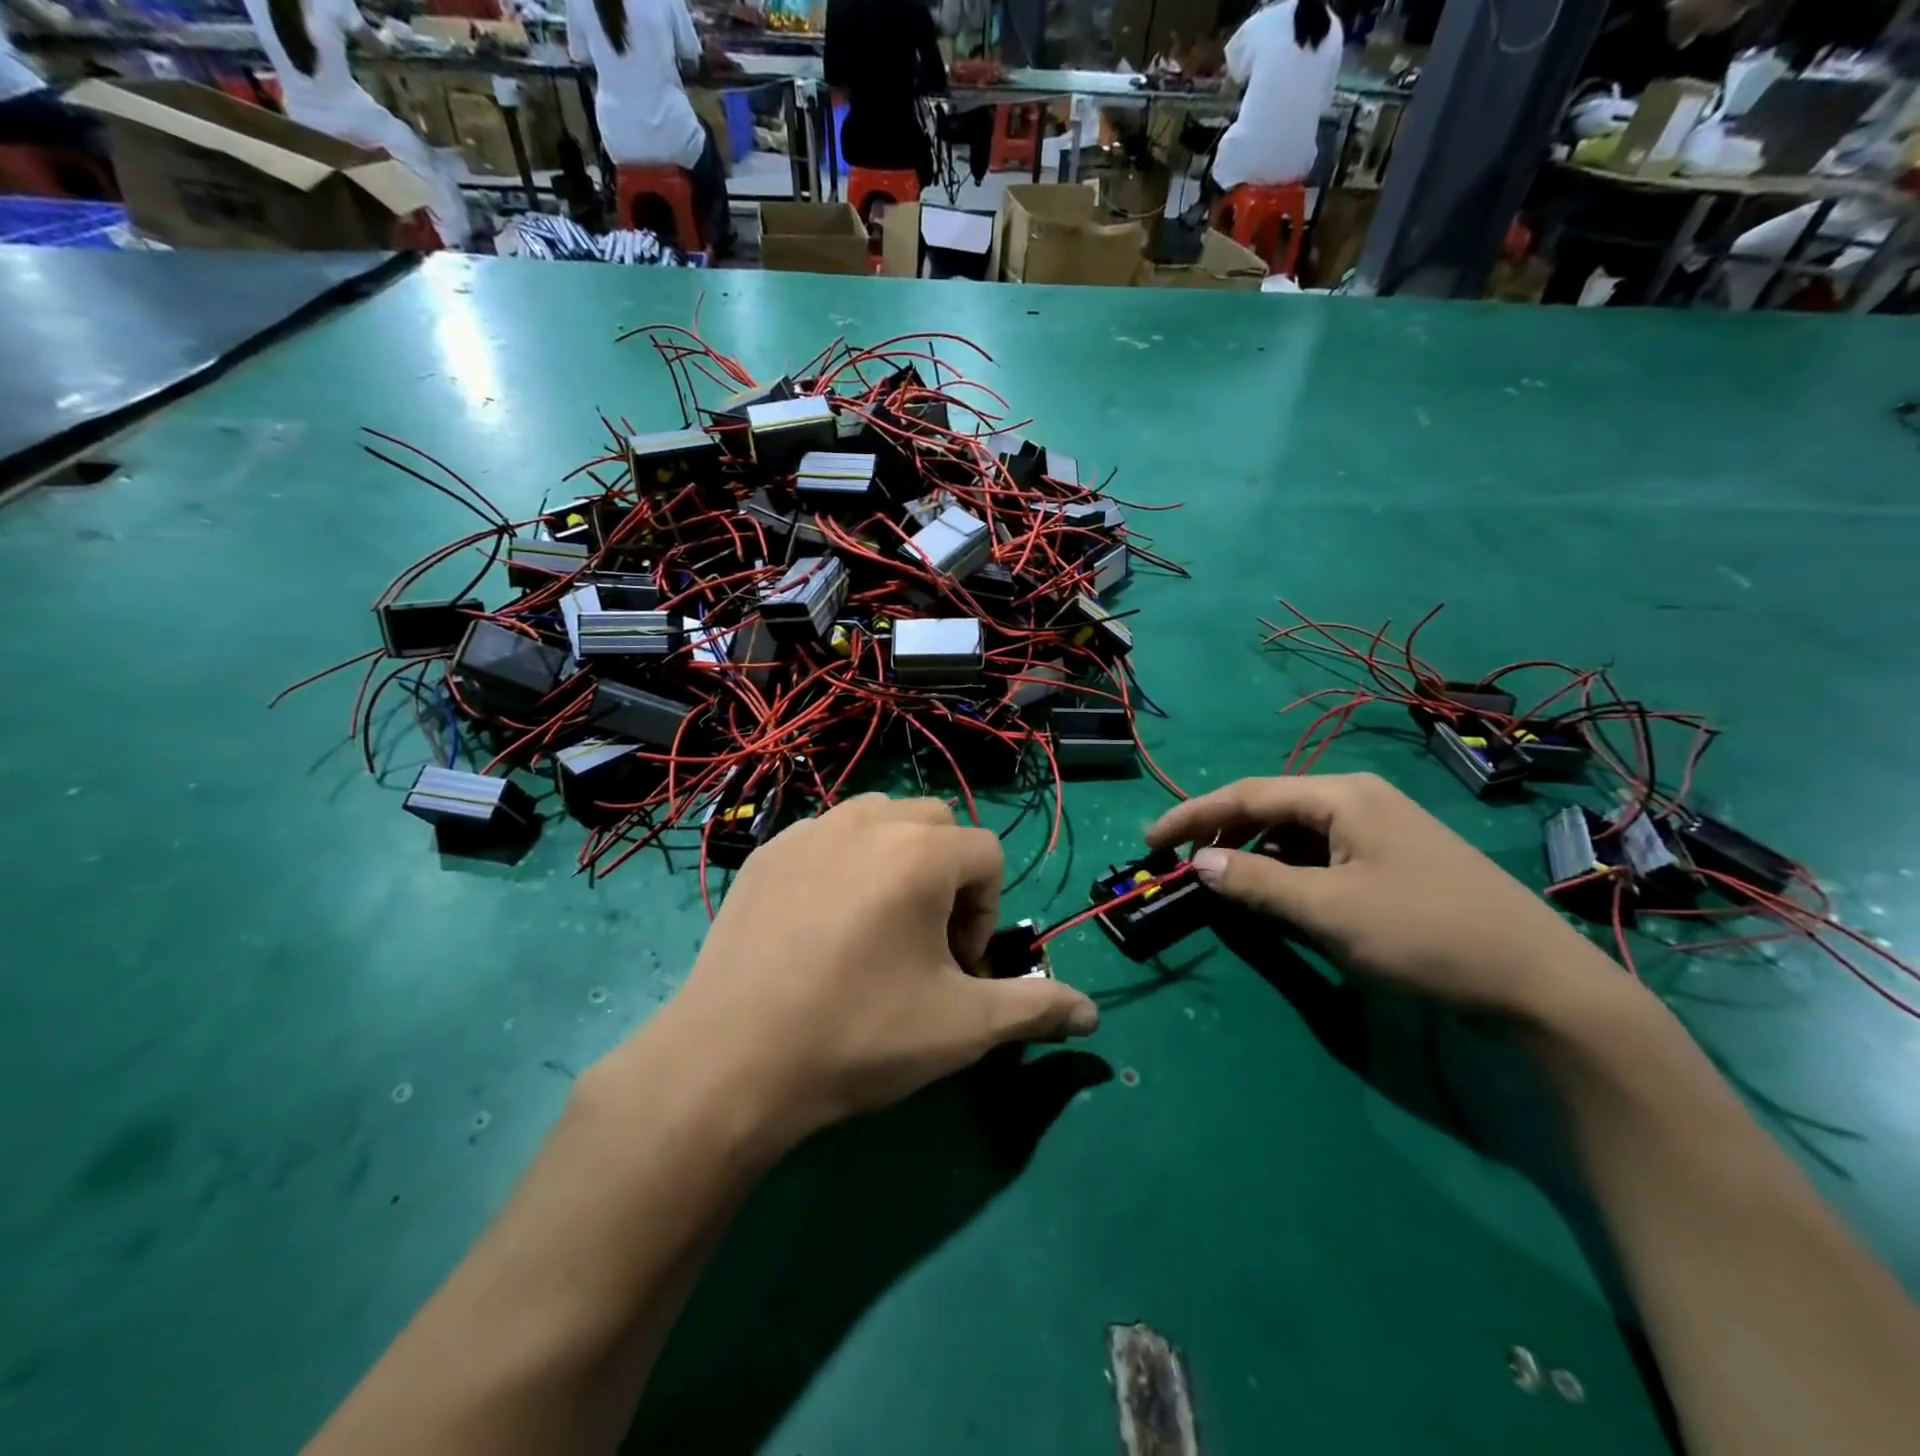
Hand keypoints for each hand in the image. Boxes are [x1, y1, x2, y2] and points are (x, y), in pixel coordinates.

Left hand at [624, 795, 1098, 1154]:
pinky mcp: (766, 853)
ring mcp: (808, 831)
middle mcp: (866, 821)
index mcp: (920, 851)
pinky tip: (822, 928)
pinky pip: (827, 837)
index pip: (986, 853)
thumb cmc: (859, 1037)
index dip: (986, 912)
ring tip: (878, 926)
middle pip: (936, 825)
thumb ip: (1035, 1007)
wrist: (730, 1063)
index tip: (958, 968)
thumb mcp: (962, 1028)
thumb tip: (1092, 1013)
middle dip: (947, 876)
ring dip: (897, 860)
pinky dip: (844, 864)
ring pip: (879, 821)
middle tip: (924, 944)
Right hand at [1147, 773, 1624, 1022]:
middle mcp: (1360, 800)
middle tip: (1184, 864)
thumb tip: (1199, 861)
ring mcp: (1383, 830)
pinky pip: (1324, 854)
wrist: (1542, 986)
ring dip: (1255, 853)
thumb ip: (1255, 882)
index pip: (1247, 794)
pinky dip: (1290, 870)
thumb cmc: (1424, 934)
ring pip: (1297, 832)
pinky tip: (1280, 894)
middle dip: (1223, 831)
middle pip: (1272, 807)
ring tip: (1225, 881)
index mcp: (1342, 795)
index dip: (1192, 815)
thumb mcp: (1327, 910)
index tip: (1149, 840)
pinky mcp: (1396, 862)